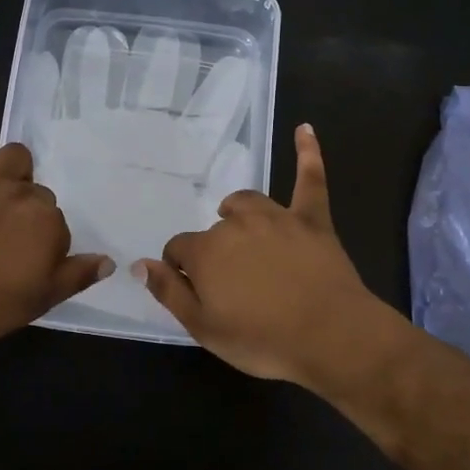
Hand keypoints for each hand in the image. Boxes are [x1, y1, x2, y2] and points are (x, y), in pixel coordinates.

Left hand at [0, 124, 111, 344]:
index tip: (33, 267)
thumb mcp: (41, 300)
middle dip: (34, 215)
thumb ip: (76, 276)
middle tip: (16, 244)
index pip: (60, 229)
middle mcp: (20, 195)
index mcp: (46, 222)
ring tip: (11, 187)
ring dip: (17, 169)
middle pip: (38, 195)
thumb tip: (108, 261)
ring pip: (12, 159)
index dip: (49, 248)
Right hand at [133, 124, 408, 392]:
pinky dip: (307, 153)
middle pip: (214, 230)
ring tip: (239, 224)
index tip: (193, 289)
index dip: (180, 269)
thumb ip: (169, 292)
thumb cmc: (263, 340)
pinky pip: (309, 179)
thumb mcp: (204, 328)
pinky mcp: (312, 220)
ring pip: (248, 203)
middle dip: (214, 252)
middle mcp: (236, 224)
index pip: (178, 249)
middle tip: (230, 284)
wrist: (332, 338)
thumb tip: (138, 264)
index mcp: (206, 251)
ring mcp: (276, 218)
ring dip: (239, 212)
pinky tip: (304, 129)